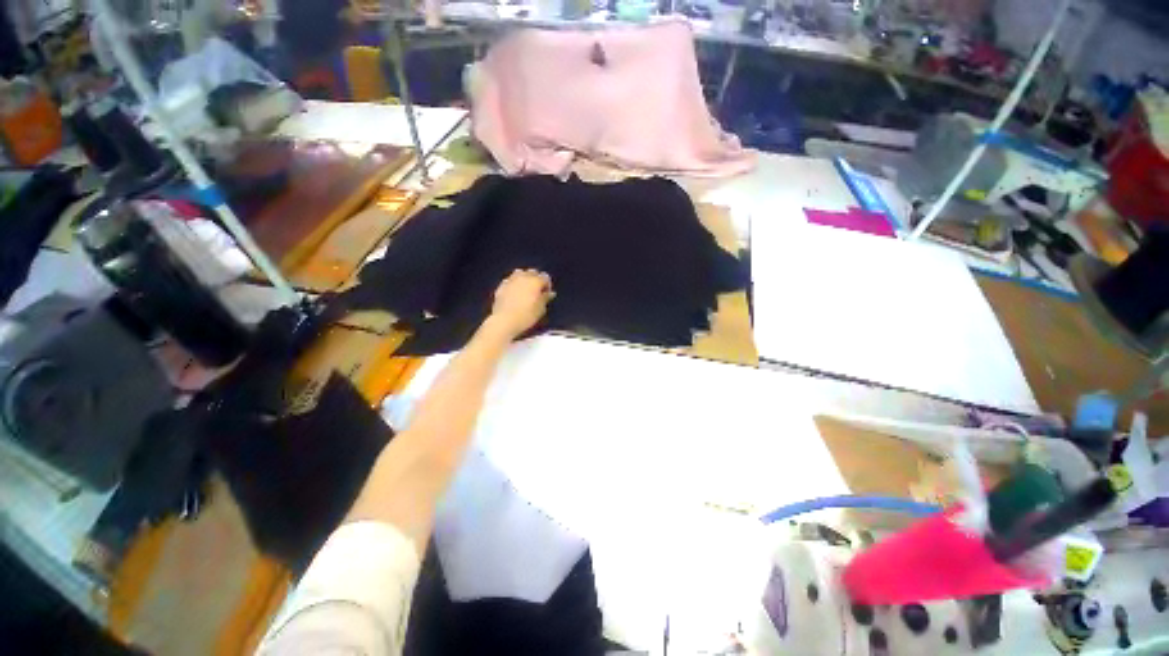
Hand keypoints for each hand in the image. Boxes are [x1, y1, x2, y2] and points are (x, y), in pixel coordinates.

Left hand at [487, 269, 554, 338]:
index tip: (546, 295)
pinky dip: (514, 284)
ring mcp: (511, 280)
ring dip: (524, 278)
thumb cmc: (526, 316)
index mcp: (535, 281)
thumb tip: (550, 293)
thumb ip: (545, 298)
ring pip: (520, 273)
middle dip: (536, 279)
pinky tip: (514, 293)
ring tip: (524, 290)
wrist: (504, 320)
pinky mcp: (501, 285)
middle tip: (536, 292)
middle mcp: (523, 277)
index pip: (545, 277)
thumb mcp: (540, 309)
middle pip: (532, 272)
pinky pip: (510, 280)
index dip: (547, 285)